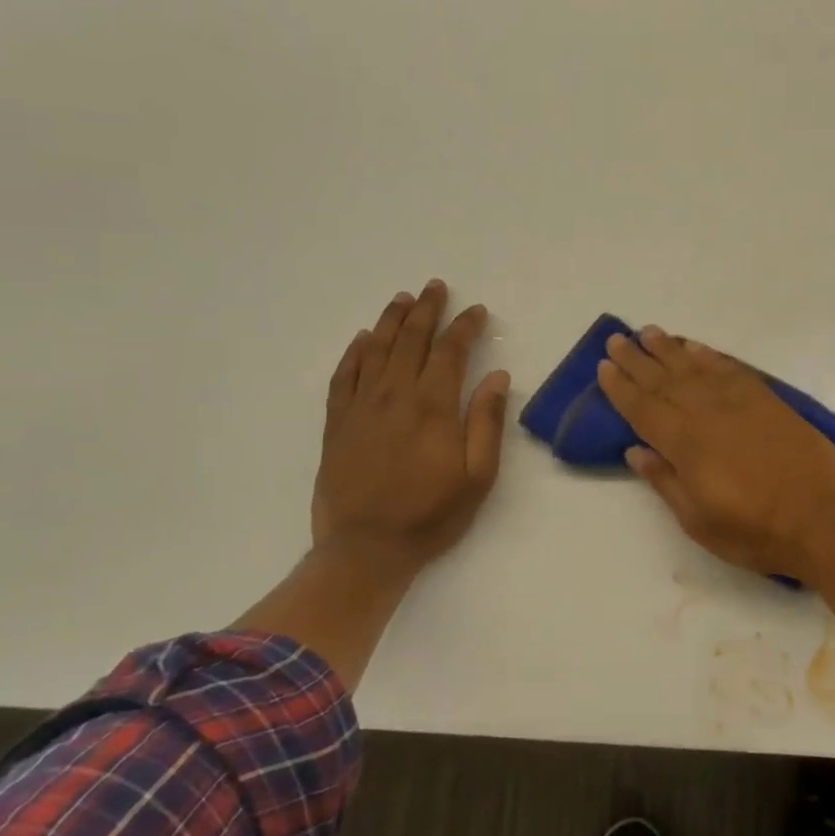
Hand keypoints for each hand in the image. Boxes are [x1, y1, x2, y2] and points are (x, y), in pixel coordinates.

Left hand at [313, 280, 510, 585]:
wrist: (365, 548)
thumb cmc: (431, 514)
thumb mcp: (477, 476)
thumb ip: (486, 421)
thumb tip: (496, 376)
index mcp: (433, 406)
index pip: (450, 351)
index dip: (465, 327)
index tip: (477, 311)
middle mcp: (394, 395)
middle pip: (411, 339)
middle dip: (426, 310)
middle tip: (435, 287)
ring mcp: (361, 406)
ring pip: (376, 349)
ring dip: (391, 321)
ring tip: (402, 299)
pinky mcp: (337, 423)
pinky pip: (344, 375)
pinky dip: (354, 352)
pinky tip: (363, 339)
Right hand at [596, 327, 834, 580]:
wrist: (822, 520)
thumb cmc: (754, 531)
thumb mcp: (698, 520)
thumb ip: (665, 480)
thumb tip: (635, 450)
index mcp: (685, 444)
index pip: (643, 408)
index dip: (620, 387)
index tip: (603, 365)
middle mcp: (708, 414)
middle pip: (664, 380)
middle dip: (638, 359)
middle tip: (618, 338)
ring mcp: (741, 403)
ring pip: (696, 368)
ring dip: (670, 349)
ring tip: (650, 333)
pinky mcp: (769, 401)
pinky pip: (732, 370)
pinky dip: (711, 357)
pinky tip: (697, 349)